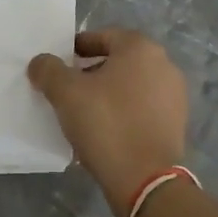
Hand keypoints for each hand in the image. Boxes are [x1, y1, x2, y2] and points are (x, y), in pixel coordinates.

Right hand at [28, 28, 188, 216]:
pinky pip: (142, 108)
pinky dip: (123, 112)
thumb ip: (48, 69)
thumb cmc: (106, 124)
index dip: (76, 48)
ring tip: (83, 112)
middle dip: (91, 71)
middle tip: (67, 88)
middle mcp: (164, 65)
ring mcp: (175, 95)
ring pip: (131, 85)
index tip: (58, 64)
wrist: (145, 180)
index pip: (102, 37)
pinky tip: (105, 130)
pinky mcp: (176, 123)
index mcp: (140, 48)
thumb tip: (40, 62)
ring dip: (108, 93)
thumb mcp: (65, 93)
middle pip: (118, 61)